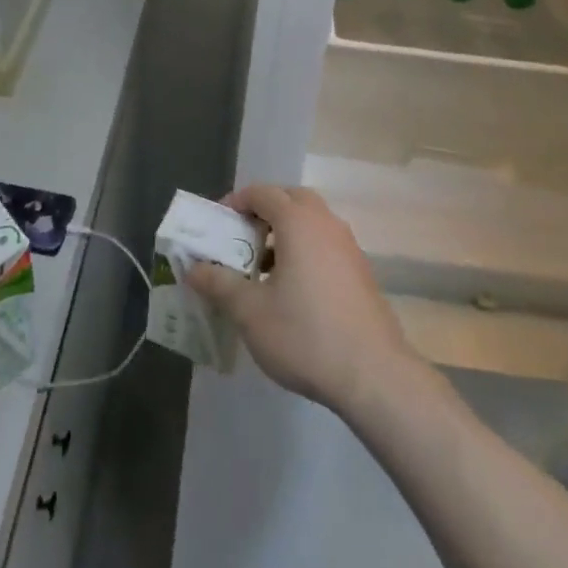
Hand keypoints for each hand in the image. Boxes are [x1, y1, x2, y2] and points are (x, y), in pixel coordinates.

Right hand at [185, 185, 412, 417]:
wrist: (374, 375)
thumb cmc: (305, 334)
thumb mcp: (250, 312)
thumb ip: (219, 284)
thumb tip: (193, 268)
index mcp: (298, 221)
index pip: (263, 192)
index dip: (237, 201)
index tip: (218, 223)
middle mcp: (326, 223)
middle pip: (291, 199)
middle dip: (264, 210)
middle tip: (241, 237)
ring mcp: (348, 246)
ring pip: (312, 221)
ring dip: (286, 232)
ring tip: (263, 267)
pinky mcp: (361, 271)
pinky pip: (326, 243)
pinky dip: (305, 250)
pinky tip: (293, 289)